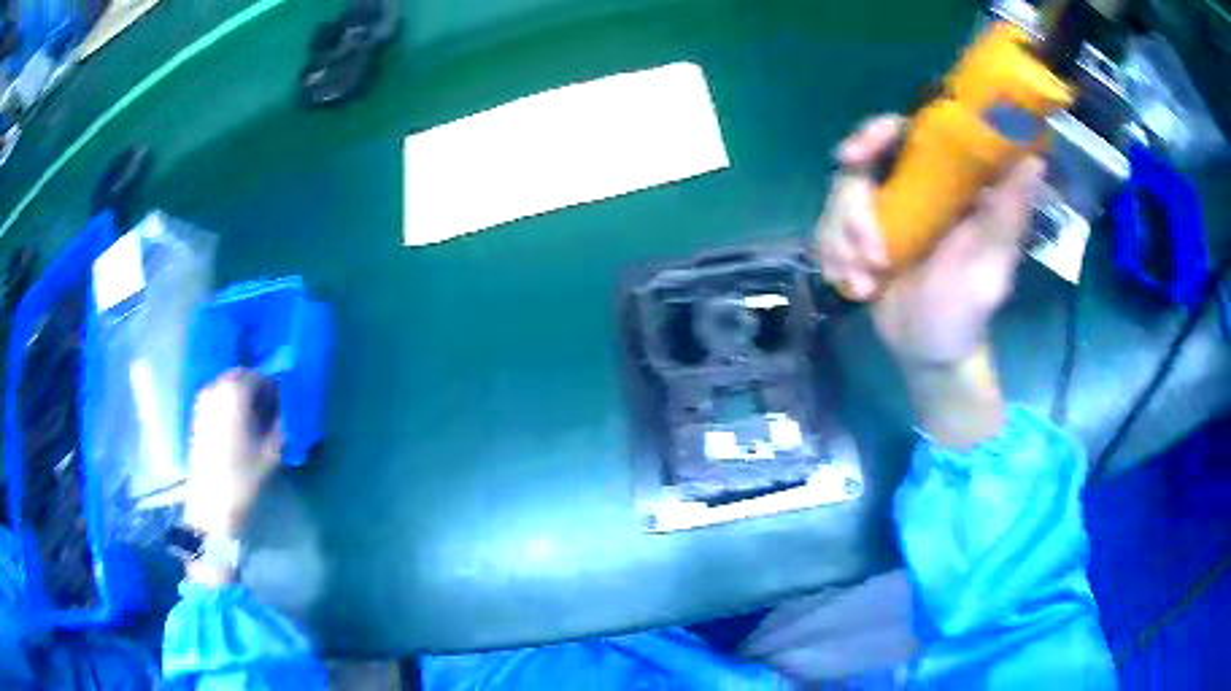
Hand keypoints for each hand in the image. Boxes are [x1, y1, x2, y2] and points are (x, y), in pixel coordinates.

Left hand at [184, 369, 282, 538]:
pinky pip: (218, 398)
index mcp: (235, 391)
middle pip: (242, 376)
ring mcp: (203, 400)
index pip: (261, 377)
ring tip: (253, 424)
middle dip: (257, 390)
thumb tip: (285, 410)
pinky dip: (230, 405)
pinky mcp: (197, 415)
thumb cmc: (243, 476)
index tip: (283, 410)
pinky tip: (237, 430)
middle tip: (269, 415)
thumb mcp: (272, 453)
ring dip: (242, 397)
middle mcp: (216, 387)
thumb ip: (281, 424)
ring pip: (228, 387)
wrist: (210, 504)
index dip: (275, 390)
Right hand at [815, 116, 1044, 447]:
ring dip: (843, 242)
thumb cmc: (966, 312)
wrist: (928, 352)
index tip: (855, 156)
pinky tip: (852, 285)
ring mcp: (882, 211)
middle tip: (861, 249)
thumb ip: (1008, 214)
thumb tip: (1035, 160)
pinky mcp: (857, 235)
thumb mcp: (991, 266)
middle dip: (850, 205)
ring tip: (864, 282)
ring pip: (839, 198)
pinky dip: (832, 256)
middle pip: (860, 163)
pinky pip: (827, 227)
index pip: (906, 133)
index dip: (875, 133)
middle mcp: (911, 188)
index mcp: (946, 183)